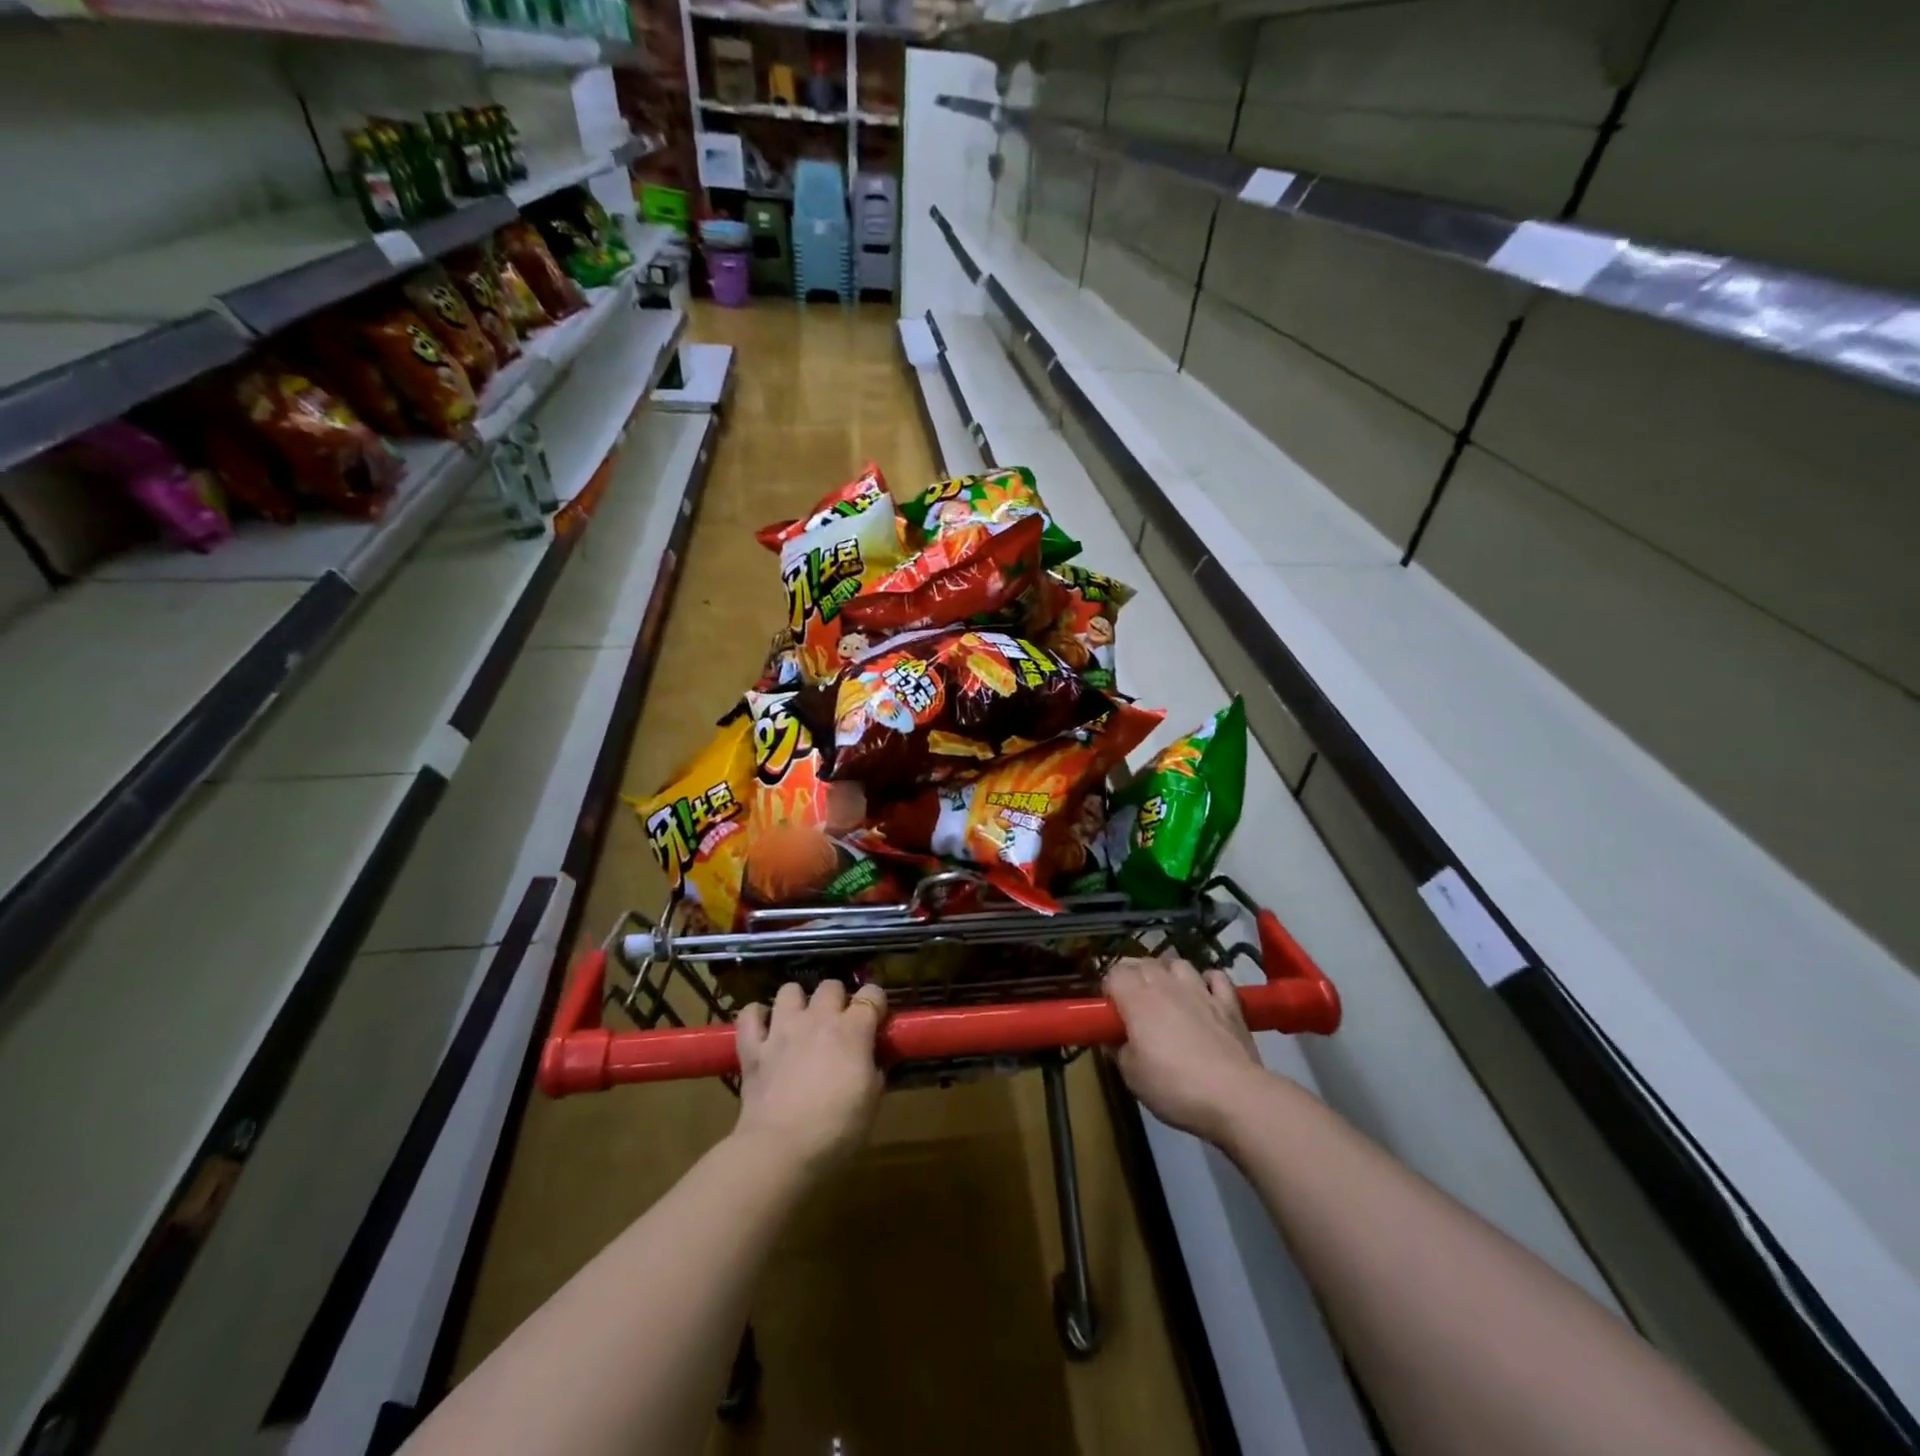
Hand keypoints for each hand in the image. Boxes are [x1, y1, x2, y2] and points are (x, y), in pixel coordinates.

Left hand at [733, 980, 887, 1173]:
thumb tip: (872, 1062)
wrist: (781, 1150)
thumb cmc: (836, 1130)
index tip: (877, 1019)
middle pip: (830, 986)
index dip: (876, 1003)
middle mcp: (817, 1019)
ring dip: (797, 1002)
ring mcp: (782, 1029)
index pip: (871, 995)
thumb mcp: (872, 1103)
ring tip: (800, 1022)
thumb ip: (875, 1073)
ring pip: (789, 990)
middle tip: (838, 1024)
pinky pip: (749, 1014)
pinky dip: (756, 1016)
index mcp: (852, 1031)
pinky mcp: (753, 1047)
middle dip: (837, 999)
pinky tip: (764, 1028)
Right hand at [1106, 956, 1266, 1143]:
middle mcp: (1167, 984)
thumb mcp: (1132, 1076)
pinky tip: (1204, 994)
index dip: (1109, 990)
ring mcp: (1200, 990)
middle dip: (1134, 977)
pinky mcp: (1229, 1002)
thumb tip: (1114, 1039)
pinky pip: (1215, 977)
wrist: (1235, 1096)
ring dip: (1167, 973)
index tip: (1110, 1013)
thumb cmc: (1174, 1086)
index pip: (1114, 974)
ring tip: (1167, 994)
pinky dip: (1207, 981)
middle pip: (1143, 963)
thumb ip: (1118, 1050)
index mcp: (1137, 999)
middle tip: (1133, 1005)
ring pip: (1177, 963)